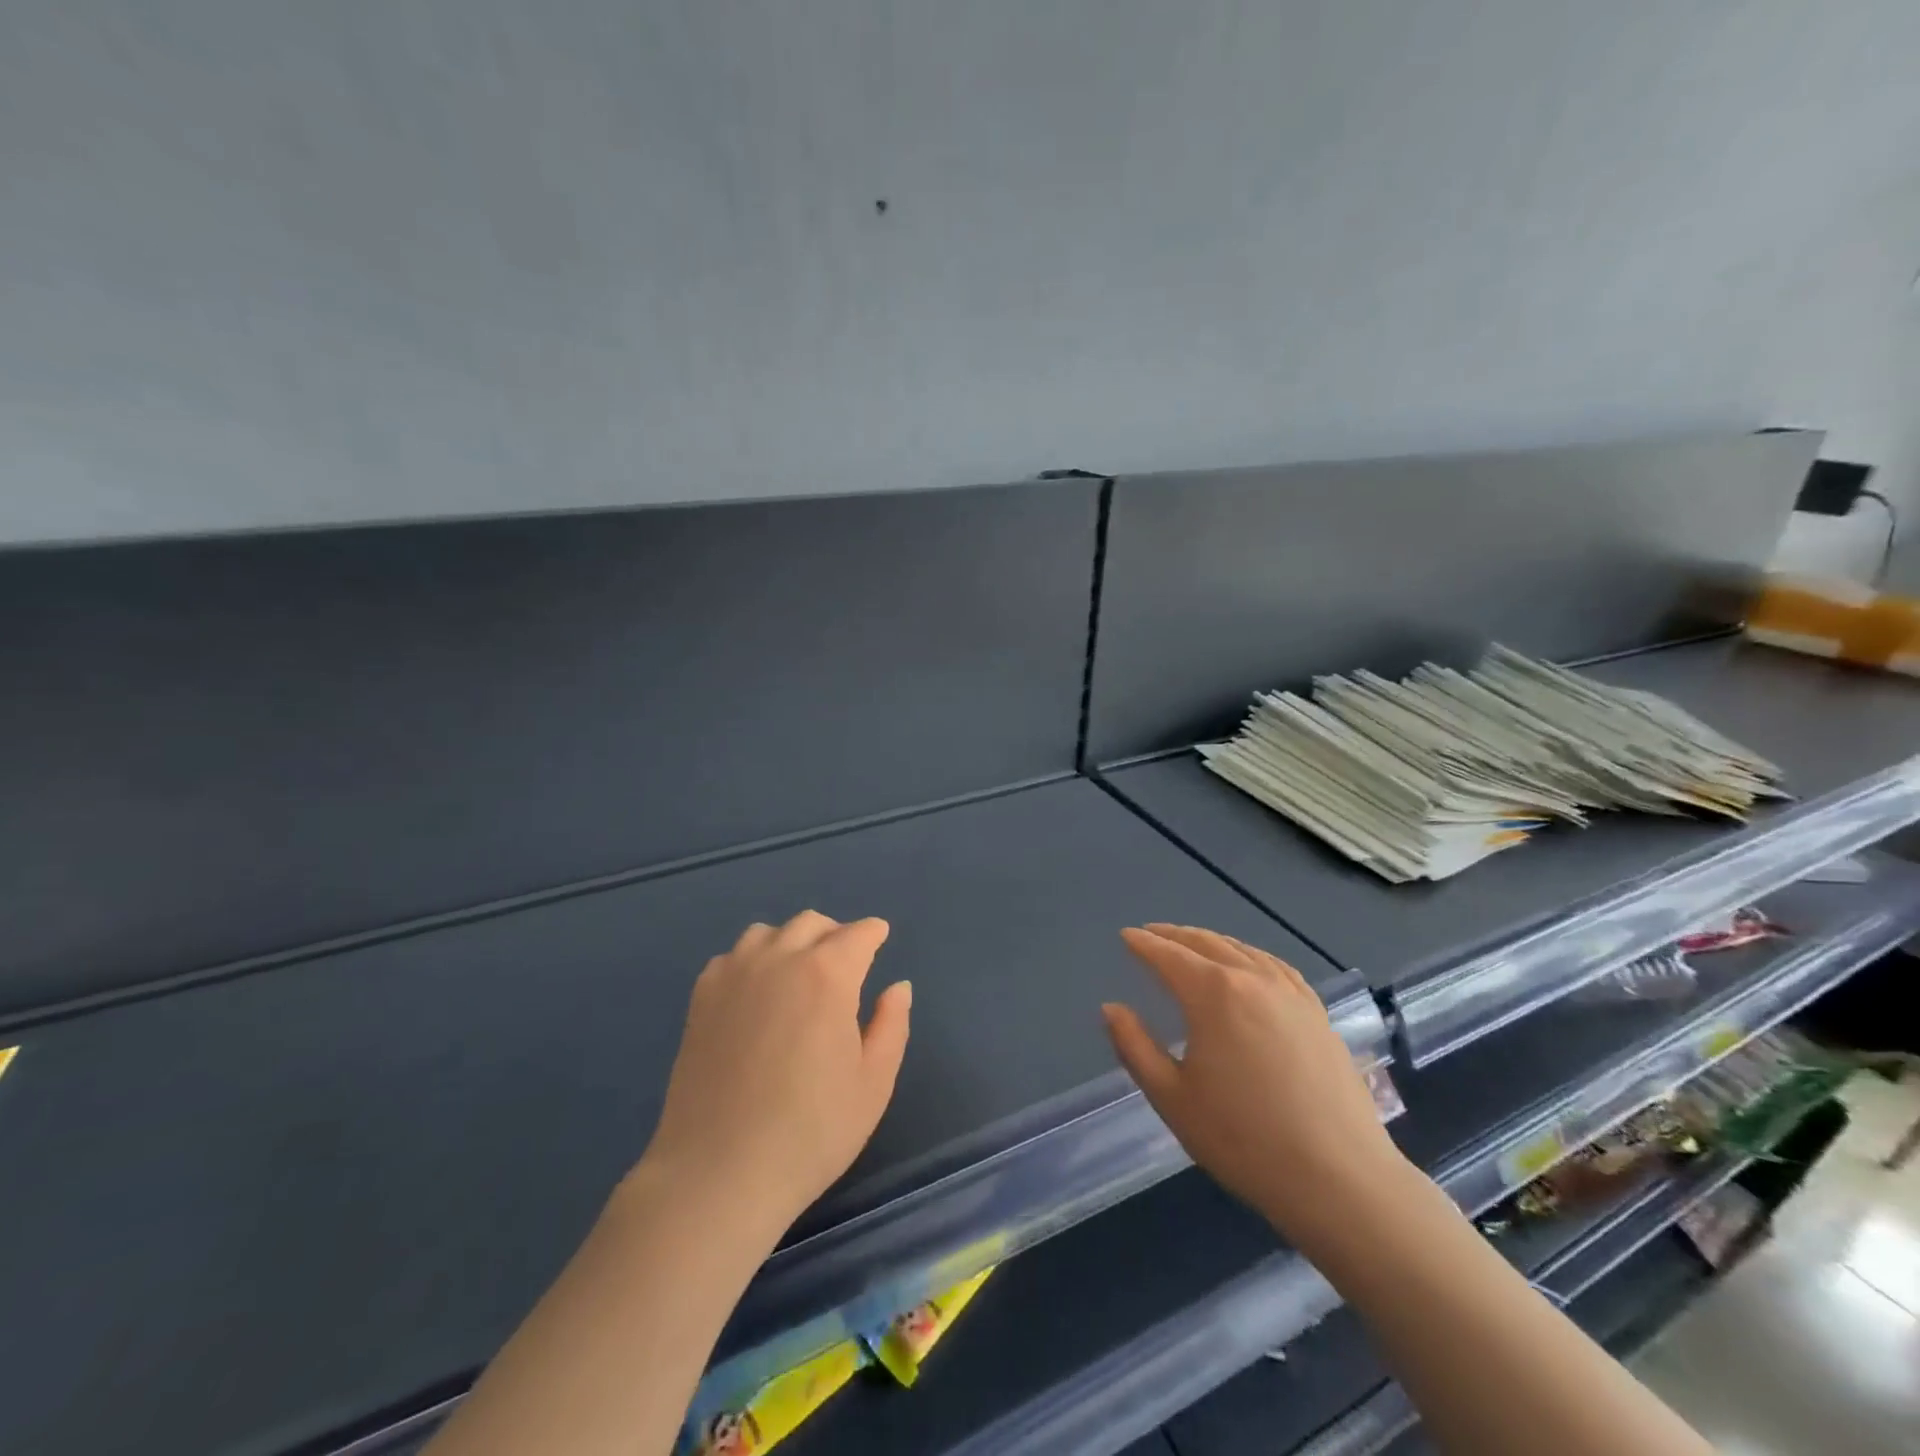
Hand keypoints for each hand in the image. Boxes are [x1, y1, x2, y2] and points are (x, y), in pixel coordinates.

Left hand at [634, 911, 911, 1236]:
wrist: (718, 1173)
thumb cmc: (810, 1132)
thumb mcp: (873, 1084)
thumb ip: (892, 1025)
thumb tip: (897, 986)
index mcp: (828, 975)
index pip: (857, 935)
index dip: (873, 933)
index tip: (880, 937)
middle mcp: (780, 960)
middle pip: (812, 924)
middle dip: (835, 934)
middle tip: (845, 963)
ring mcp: (735, 975)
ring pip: (768, 932)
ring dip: (791, 941)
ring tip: (797, 974)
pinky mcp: (701, 997)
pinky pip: (732, 956)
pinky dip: (752, 960)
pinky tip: (755, 993)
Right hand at [1103, 924, 1409, 1253]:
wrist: (1339, 1179)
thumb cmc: (1243, 1140)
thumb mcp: (1172, 1097)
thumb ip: (1134, 1047)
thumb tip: (1112, 1007)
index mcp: (1213, 994)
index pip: (1168, 956)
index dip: (1144, 944)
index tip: (1126, 935)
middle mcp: (1252, 979)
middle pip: (1206, 943)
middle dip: (1174, 936)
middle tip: (1152, 934)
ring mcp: (1290, 993)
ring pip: (1243, 950)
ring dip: (1211, 941)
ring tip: (1192, 944)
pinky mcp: (1317, 1013)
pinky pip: (1276, 967)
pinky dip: (1250, 955)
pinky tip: (1249, 966)